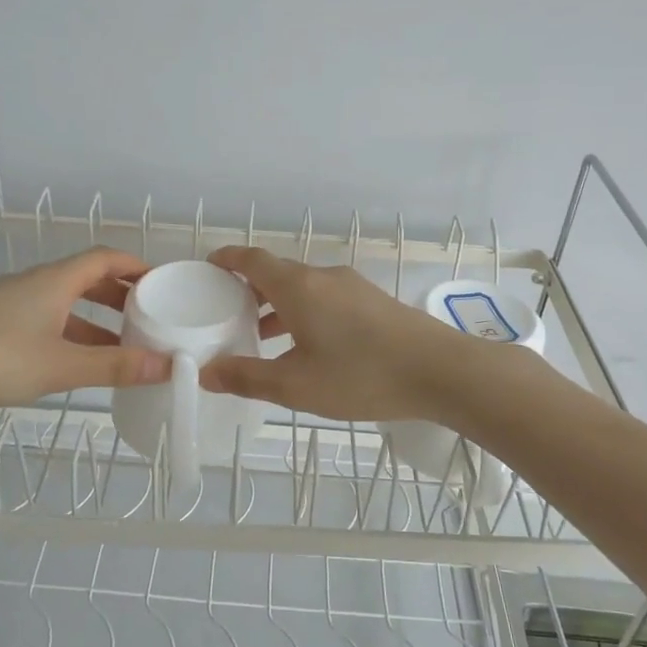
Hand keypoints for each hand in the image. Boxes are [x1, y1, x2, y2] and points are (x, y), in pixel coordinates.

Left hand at [0, 246, 170, 412]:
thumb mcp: (60, 366)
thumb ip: (113, 366)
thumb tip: (167, 365)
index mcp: (55, 281)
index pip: (105, 258)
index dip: (136, 266)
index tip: (163, 282)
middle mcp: (35, 283)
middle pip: (87, 277)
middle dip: (120, 294)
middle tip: (149, 315)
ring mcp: (11, 301)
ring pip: (65, 301)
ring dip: (96, 318)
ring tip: (121, 345)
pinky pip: (46, 317)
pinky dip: (70, 331)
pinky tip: (74, 360)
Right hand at [198, 247, 472, 420]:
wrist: (440, 371)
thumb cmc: (361, 375)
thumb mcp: (296, 386)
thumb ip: (247, 377)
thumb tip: (206, 373)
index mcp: (298, 287)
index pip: (252, 259)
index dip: (227, 260)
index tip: (208, 267)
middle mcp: (323, 277)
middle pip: (277, 272)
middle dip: (249, 288)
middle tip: (226, 311)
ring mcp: (352, 287)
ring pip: (303, 287)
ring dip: (278, 304)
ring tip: (261, 334)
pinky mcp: (373, 302)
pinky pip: (325, 298)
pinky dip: (304, 311)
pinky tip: (308, 345)